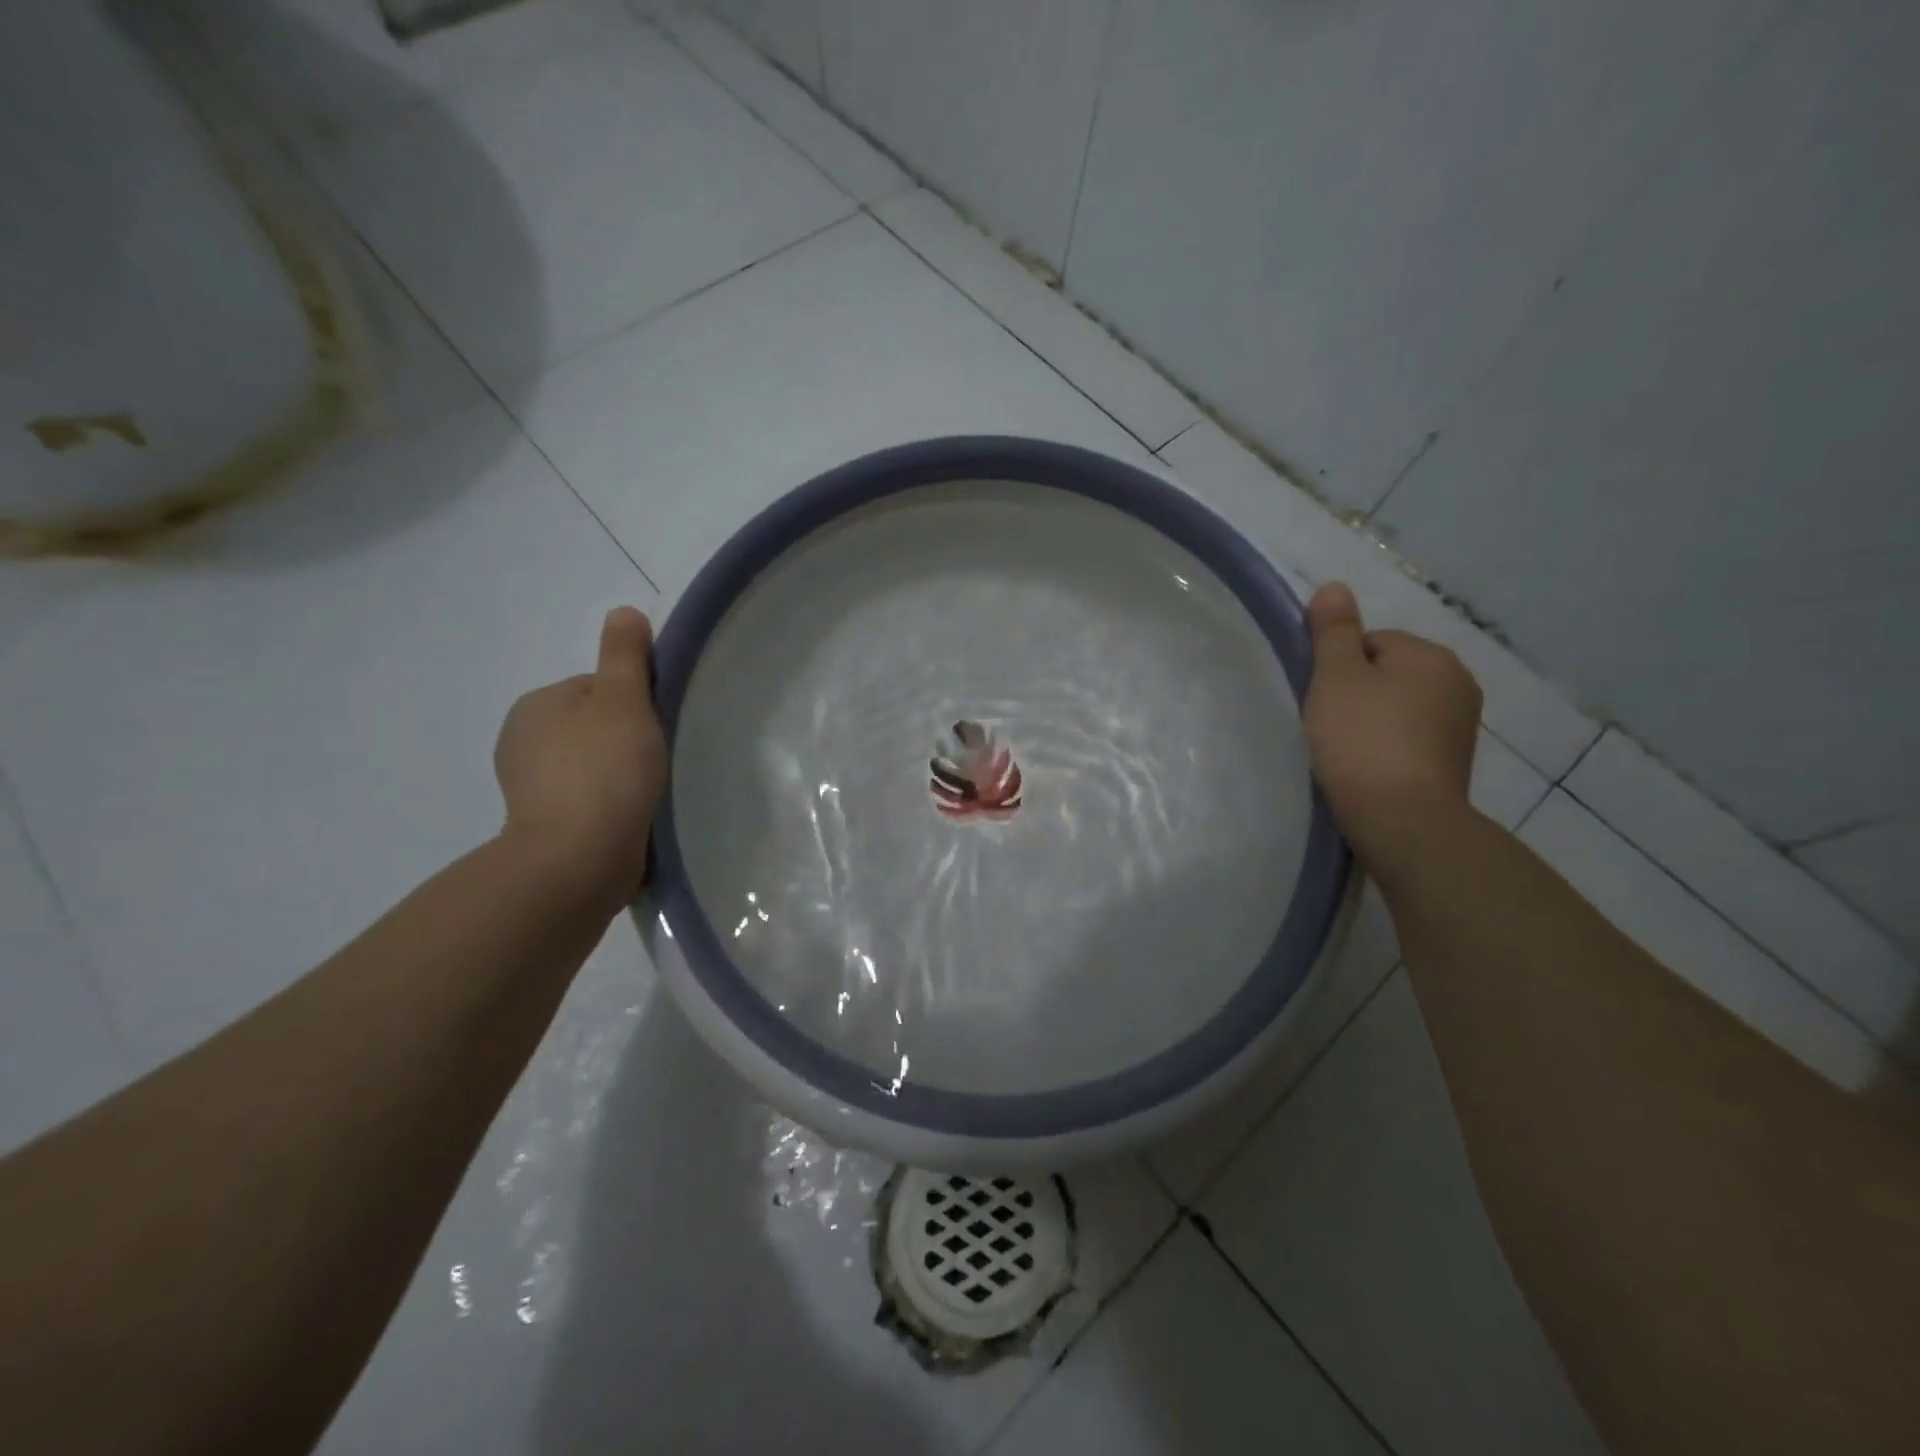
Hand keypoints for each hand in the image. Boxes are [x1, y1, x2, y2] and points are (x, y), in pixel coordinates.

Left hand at [494, 607, 667, 911]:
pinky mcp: (545, 827)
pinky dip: (610, 807)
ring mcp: (530, 789)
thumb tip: (624, 612)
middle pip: (594, 728)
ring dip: (619, 777)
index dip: (634, 705)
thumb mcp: (622, 700)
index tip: (654, 729)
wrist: (578, 859)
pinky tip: (631, 818)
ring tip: (647, 794)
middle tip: (655, 763)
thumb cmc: (604, 771)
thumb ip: (624, 656)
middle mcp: (522, 742)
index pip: (597, 690)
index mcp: (536, 706)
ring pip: (592, 767)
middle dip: (625, 742)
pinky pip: (588, 802)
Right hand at [1303, 582, 1481, 887]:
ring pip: (1399, 708)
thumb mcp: (1335, 678)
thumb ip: (1333, 631)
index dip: (1338, 667)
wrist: (1403, 820)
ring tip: (1345, 751)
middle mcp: (1458, 682)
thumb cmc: (1362, 741)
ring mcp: (1461, 726)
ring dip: (1373, 721)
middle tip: (1329, 725)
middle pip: (1387, 673)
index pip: (1371, 642)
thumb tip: (1334, 586)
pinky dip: (1388, 748)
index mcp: (1431, 656)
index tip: (1322, 700)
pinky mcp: (1454, 762)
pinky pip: (1410, 739)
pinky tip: (1368, 769)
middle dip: (1358, 693)